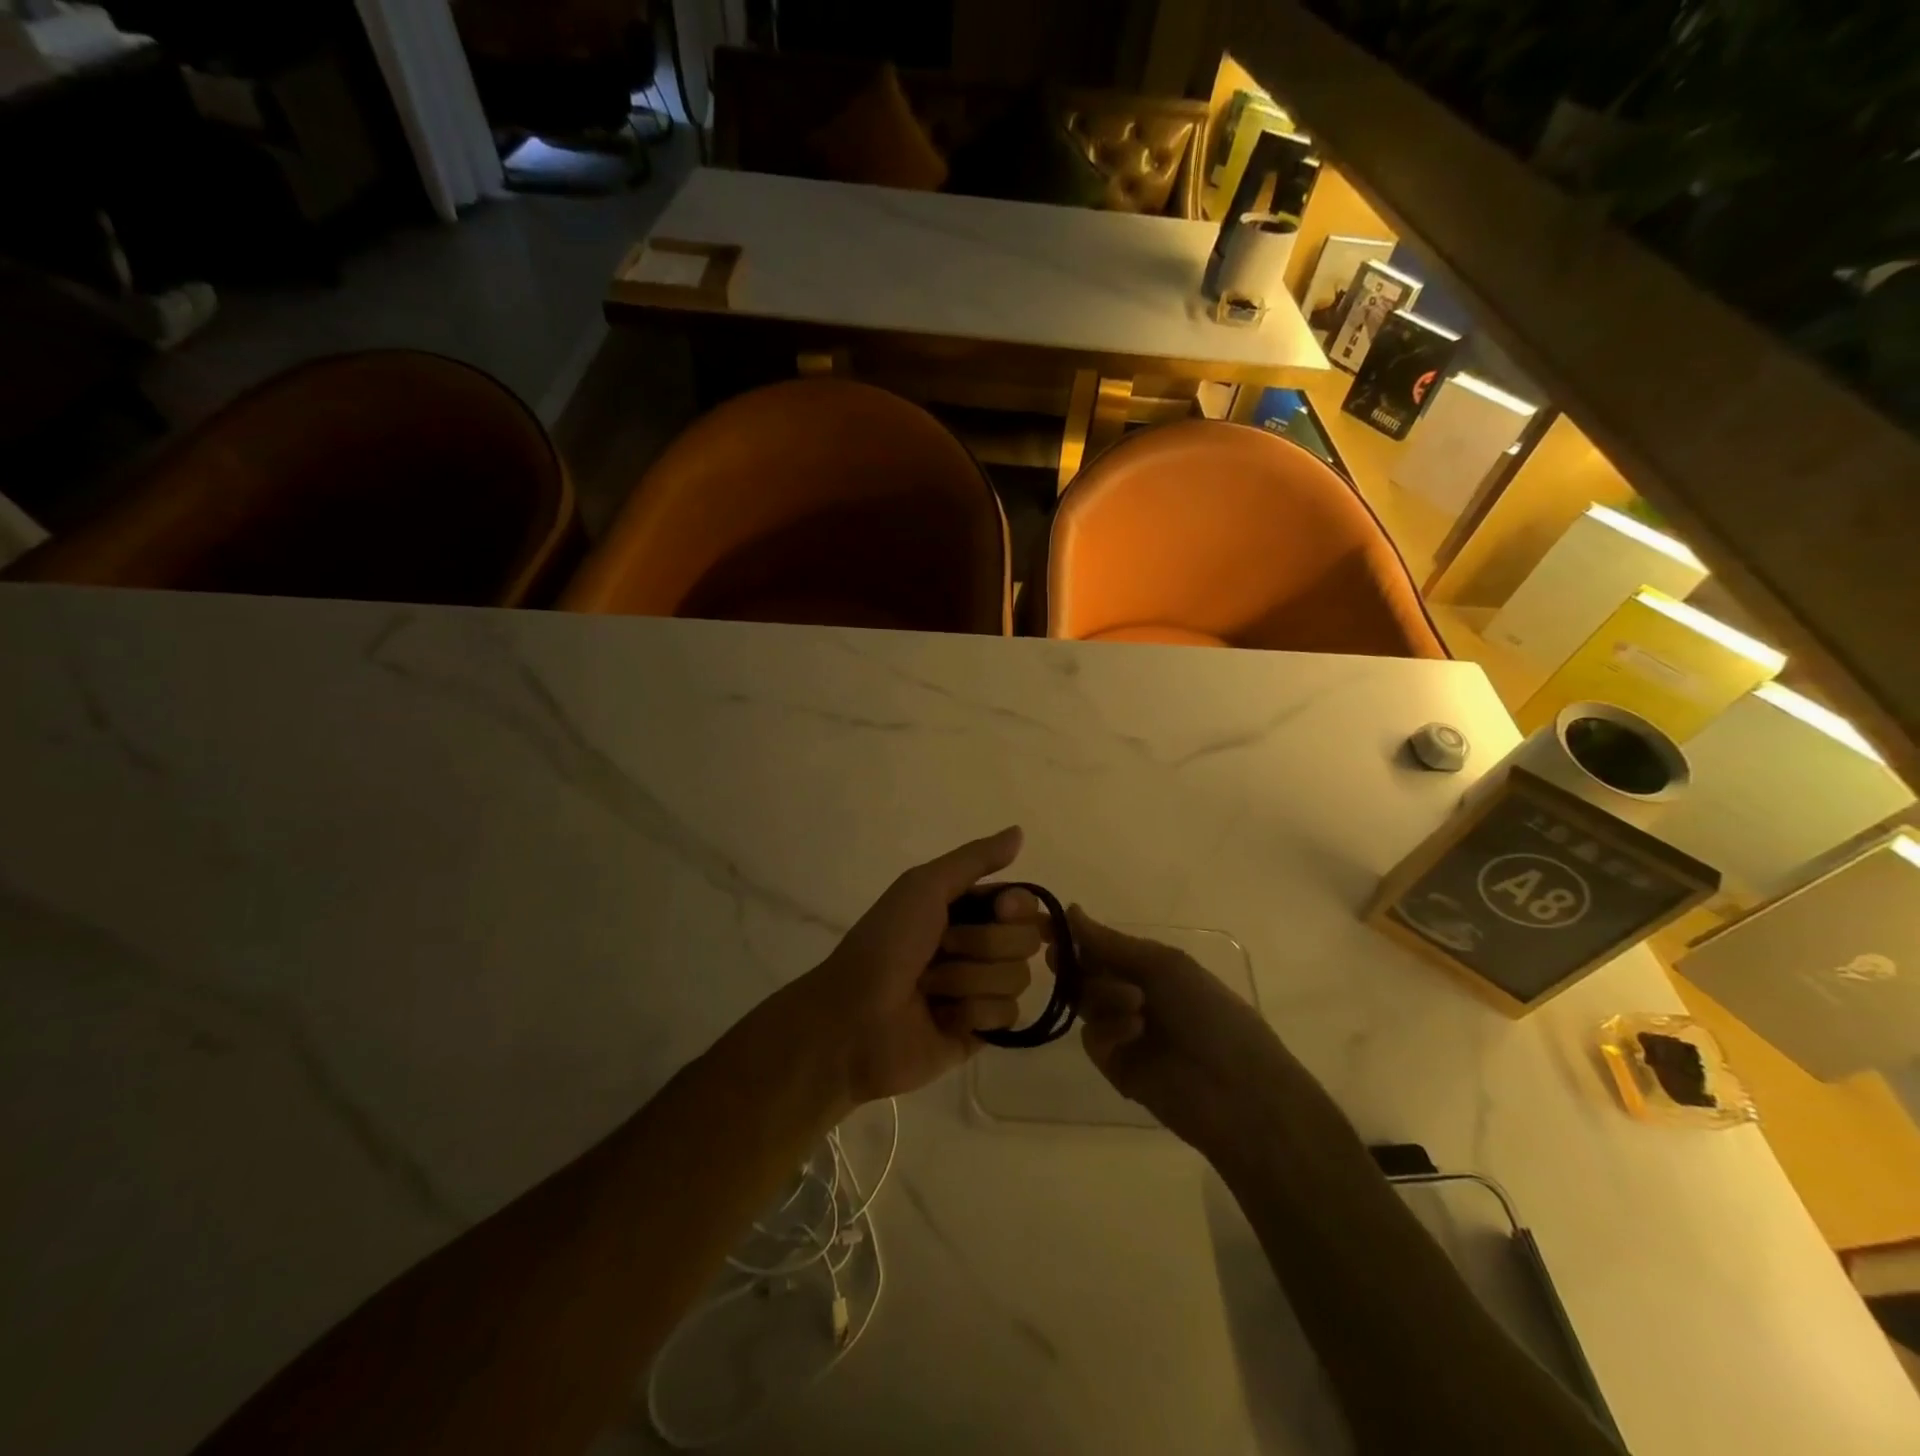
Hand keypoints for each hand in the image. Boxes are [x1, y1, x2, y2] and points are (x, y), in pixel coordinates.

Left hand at [798, 827, 1043, 1103]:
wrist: (852, 1018)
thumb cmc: (886, 943)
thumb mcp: (924, 886)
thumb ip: (975, 859)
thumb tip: (1019, 831)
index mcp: (964, 910)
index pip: (1022, 902)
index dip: (1016, 907)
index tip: (1000, 909)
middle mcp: (977, 947)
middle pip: (1025, 940)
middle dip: (984, 945)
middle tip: (943, 949)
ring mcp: (979, 991)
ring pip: (1017, 979)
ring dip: (970, 980)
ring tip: (932, 988)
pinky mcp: (979, 1031)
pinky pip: (1009, 1017)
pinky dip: (973, 1013)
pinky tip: (942, 1017)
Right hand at [1068, 907, 1292, 1153]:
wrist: (1237, 1089)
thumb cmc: (1209, 1012)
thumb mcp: (1163, 964)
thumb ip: (1111, 943)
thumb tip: (1071, 911)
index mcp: (1150, 967)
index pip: (1101, 945)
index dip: (1074, 934)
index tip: (1045, 924)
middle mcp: (1133, 995)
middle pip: (1085, 972)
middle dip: (1073, 962)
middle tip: (1058, 956)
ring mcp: (1123, 1031)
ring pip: (1085, 1001)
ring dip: (1104, 994)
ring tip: (1136, 1005)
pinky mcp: (1115, 1066)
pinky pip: (1092, 1037)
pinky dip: (1108, 1029)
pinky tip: (1134, 1032)